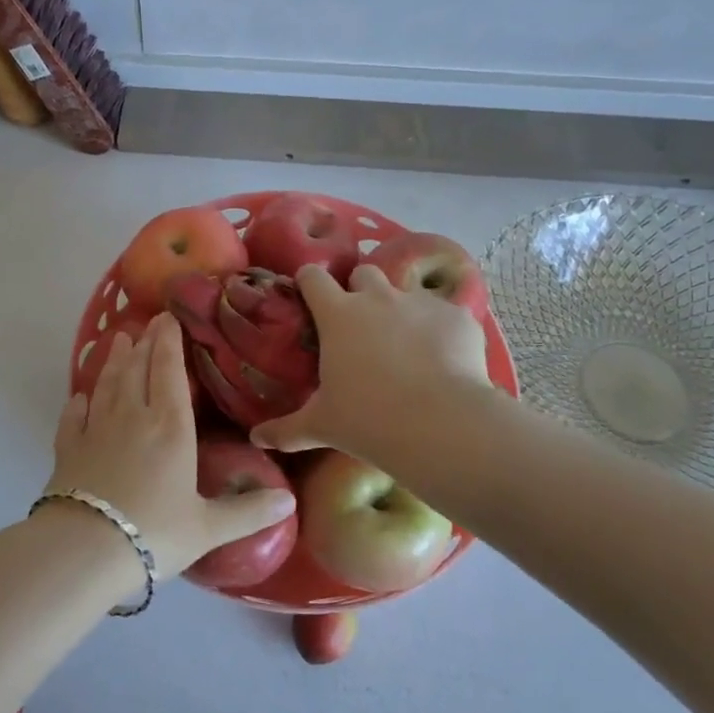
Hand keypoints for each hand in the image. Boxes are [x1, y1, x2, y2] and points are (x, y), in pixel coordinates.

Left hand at [47, 313, 294, 581]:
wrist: (85, 549)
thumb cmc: (154, 533)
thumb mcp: (208, 528)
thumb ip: (248, 512)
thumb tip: (290, 502)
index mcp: (170, 427)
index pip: (168, 371)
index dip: (169, 342)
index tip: (168, 317)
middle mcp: (133, 416)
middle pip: (138, 369)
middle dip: (145, 343)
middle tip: (148, 321)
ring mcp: (96, 429)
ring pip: (107, 384)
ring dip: (114, 360)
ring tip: (119, 340)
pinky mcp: (68, 448)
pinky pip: (73, 416)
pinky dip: (78, 402)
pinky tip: (79, 397)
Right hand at [250, 265, 495, 465]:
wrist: (442, 424)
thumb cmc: (368, 420)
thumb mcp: (321, 426)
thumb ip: (285, 429)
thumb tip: (255, 439)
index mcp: (338, 315)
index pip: (313, 277)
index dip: (309, 282)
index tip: (309, 296)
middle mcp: (378, 298)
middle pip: (364, 273)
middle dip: (360, 290)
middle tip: (362, 324)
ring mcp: (421, 303)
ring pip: (406, 292)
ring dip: (402, 310)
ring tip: (408, 345)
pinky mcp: (458, 316)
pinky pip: (446, 315)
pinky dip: (442, 331)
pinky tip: (446, 362)